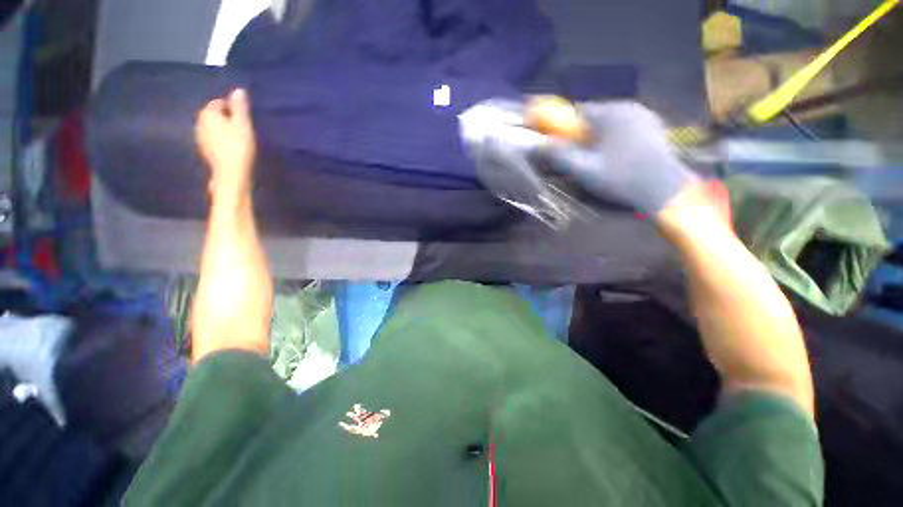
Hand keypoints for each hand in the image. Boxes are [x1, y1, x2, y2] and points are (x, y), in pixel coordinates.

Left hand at [196, 89, 256, 199]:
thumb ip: (240, 107)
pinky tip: (232, 149)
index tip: (245, 119)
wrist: (231, 173)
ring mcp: (200, 139)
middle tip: (243, 128)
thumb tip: (238, 90)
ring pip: (214, 128)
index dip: (233, 108)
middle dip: (226, 119)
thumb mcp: (243, 124)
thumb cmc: (238, 146)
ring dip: (224, 131)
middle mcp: (199, 123)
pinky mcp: (205, 152)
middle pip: (214, 116)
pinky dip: (222, 141)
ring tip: (239, 139)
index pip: (219, 103)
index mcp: (207, 113)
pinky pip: (214, 140)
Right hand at [536, 101, 698, 215]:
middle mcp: (628, 107)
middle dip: (581, 134)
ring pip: (609, 122)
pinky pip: (625, 127)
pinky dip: (614, 138)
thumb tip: (536, 145)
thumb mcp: (584, 170)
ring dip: (597, 136)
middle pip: (593, 117)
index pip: (577, 112)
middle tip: (578, 157)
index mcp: (611, 113)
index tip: (560, 144)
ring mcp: (644, 115)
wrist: (665, 190)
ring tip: (598, 158)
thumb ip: (559, 155)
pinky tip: (617, 156)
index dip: (564, 127)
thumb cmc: (622, 179)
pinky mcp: (654, 126)